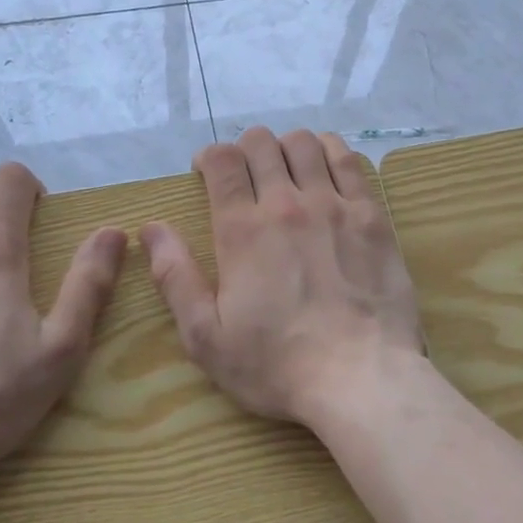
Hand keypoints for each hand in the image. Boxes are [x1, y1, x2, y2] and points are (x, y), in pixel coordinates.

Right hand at [139, 127, 423, 425]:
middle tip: (245, 175)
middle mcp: (287, 204)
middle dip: (245, 149)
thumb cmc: (277, 365)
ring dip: (287, 147)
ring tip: (285, 170)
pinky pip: (349, 161)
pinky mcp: (371, 216)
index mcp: (242, 230)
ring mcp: (334, 205)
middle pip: (262, 144)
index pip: (222, 161)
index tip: (206, 172)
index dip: (210, 157)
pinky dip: (331, 151)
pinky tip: (325, 166)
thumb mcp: (207, 337)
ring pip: (305, 144)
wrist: (361, 378)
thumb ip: (175, 278)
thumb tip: (151, 230)